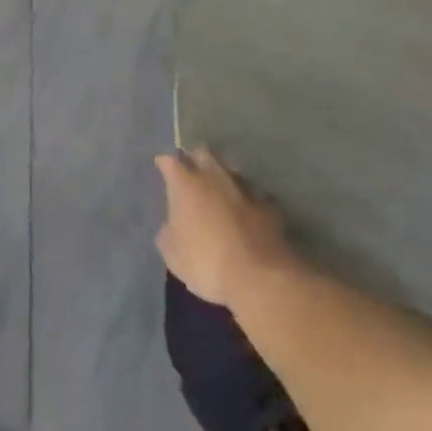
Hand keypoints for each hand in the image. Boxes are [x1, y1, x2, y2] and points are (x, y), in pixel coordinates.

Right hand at [155, 147, 297, 306]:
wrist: (259, 277)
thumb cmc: (205, 262)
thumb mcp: (172, 254)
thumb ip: (169, 232)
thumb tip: (172, 225)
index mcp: (185, 183)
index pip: (170, 160)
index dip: (165, 163)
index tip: (161, 167)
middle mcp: (214, 176)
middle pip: (204, 153)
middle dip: (196, 159)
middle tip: (191, 172)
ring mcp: (245, 188)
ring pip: (231, 170)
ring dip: (223, 178)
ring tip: (219, 192)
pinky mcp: (269, 206)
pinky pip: (253, 195)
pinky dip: (247, 201)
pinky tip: (246, 213)